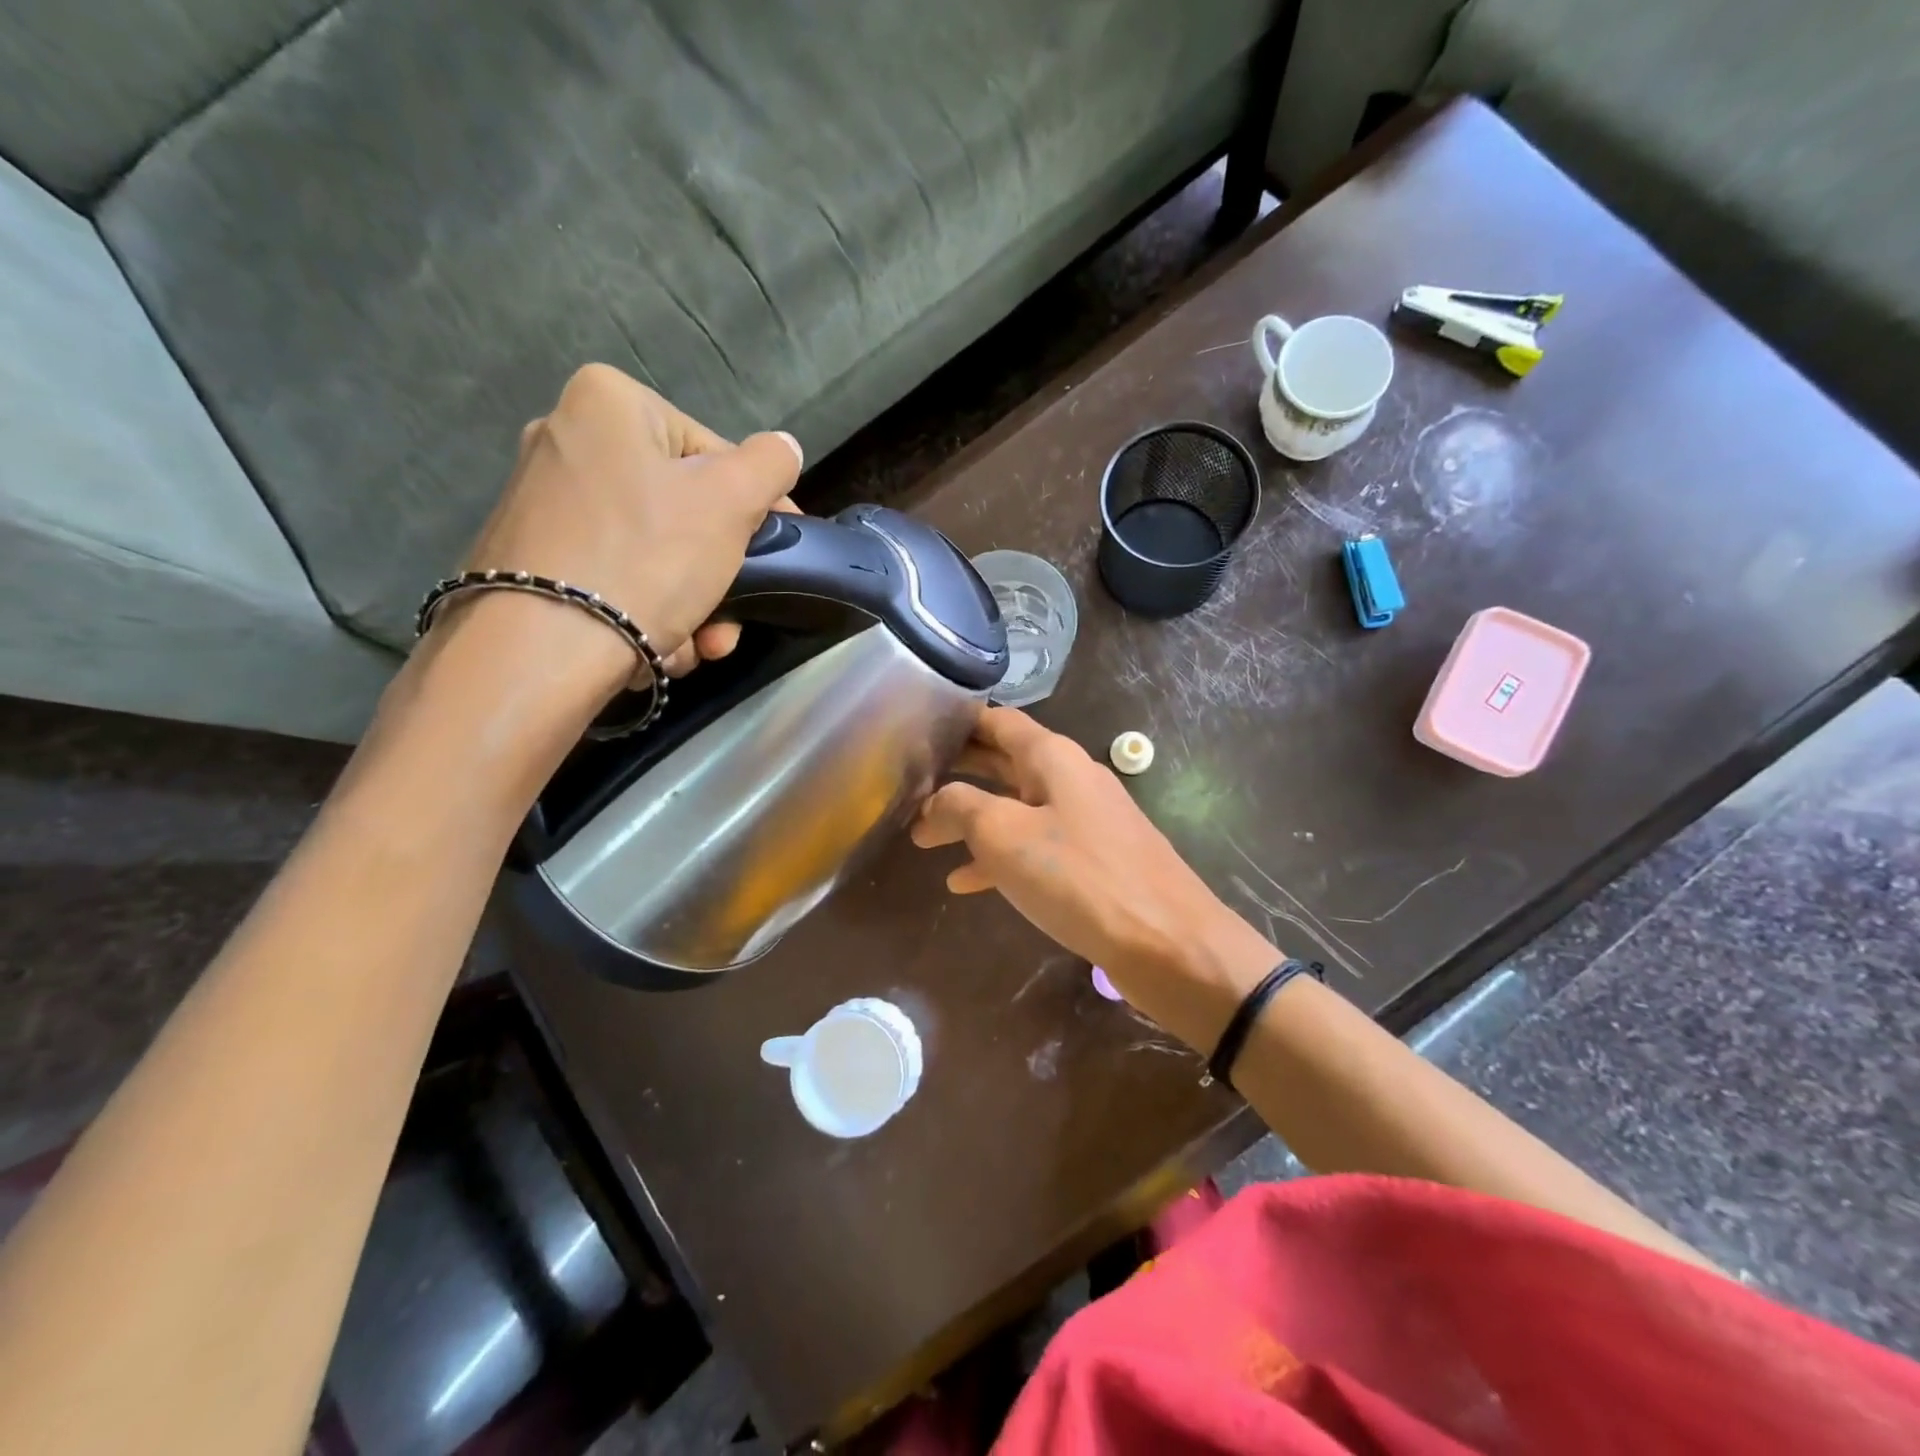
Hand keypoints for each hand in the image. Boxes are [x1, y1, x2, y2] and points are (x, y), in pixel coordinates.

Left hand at [456, 363, 803, 690]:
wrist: (541, 650)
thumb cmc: (647, 558)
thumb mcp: (731, 502)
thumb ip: (769, 465)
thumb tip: (784, 449)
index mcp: (609, 403)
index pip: (715, 454)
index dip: (756, 508)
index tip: (775, 556)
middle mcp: (565, 440)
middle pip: (683, 511)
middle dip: (719, 576)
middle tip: (730, 623)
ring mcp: (542, 504)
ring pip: (653, 554)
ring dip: (690, 606)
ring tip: (697, 648)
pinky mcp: (532, 560)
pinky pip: (615, 578)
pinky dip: (644, 612)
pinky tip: (655, 647)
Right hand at [912, 708, 1276, 1042]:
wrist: (1167, 943)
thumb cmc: (1079, 877)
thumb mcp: (1004, 835)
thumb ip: (960, 807)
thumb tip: (933, 801)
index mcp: (1053, 758)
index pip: (998, 721)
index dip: (959, 722)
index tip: (919, 728)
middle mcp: (1071, 779)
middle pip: (1004, 763)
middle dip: (960, 772)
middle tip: (911, 780)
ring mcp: (1086, 821)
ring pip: (1016, 808)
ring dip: (973, 820)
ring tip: (925, 838)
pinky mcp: (1094, 862)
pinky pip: (1036, 848)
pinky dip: (1000, 857)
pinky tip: (965, 882)